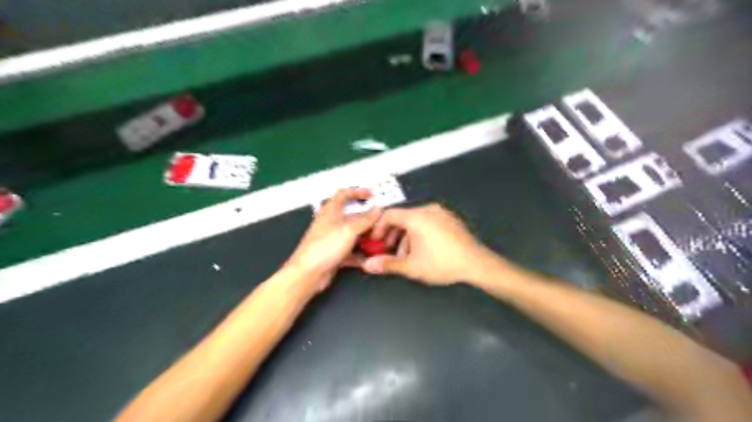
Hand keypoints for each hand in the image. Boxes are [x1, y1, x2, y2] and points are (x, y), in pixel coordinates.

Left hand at [286, 190, 383, 291]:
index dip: (357, 191)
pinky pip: (350, 251)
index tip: (371, 195)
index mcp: (331, 211)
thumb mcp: (349, 229)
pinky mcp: (334, 254)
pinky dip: (360, 254)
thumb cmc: (325, 247)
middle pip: (351, 215)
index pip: (343, 194)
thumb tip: (378, 210)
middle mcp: (331, 223)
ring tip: (378, 239)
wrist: (308, 274)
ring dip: (364, 236)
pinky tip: (370, 258)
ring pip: (352, 234)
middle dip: (366, 217)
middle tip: (380, 220)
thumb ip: (365, 219)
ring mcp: (332, 239)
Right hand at [360, 203, 496, 284]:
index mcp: (416, 217)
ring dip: (406, 236)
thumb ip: (387, 264)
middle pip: (402, 218)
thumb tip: (368, 265)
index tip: (374, 241)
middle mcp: (428, 210)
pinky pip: (428, 221)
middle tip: (388, 250)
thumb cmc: (442, 263)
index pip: (389, 215)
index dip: (378, 228)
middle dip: (392, 235)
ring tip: (406, 256)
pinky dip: (419, 233)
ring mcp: (441, 213)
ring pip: (415, 221)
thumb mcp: (411, 266)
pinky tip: (422, 250)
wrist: (476, 263)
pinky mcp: (450, 219)